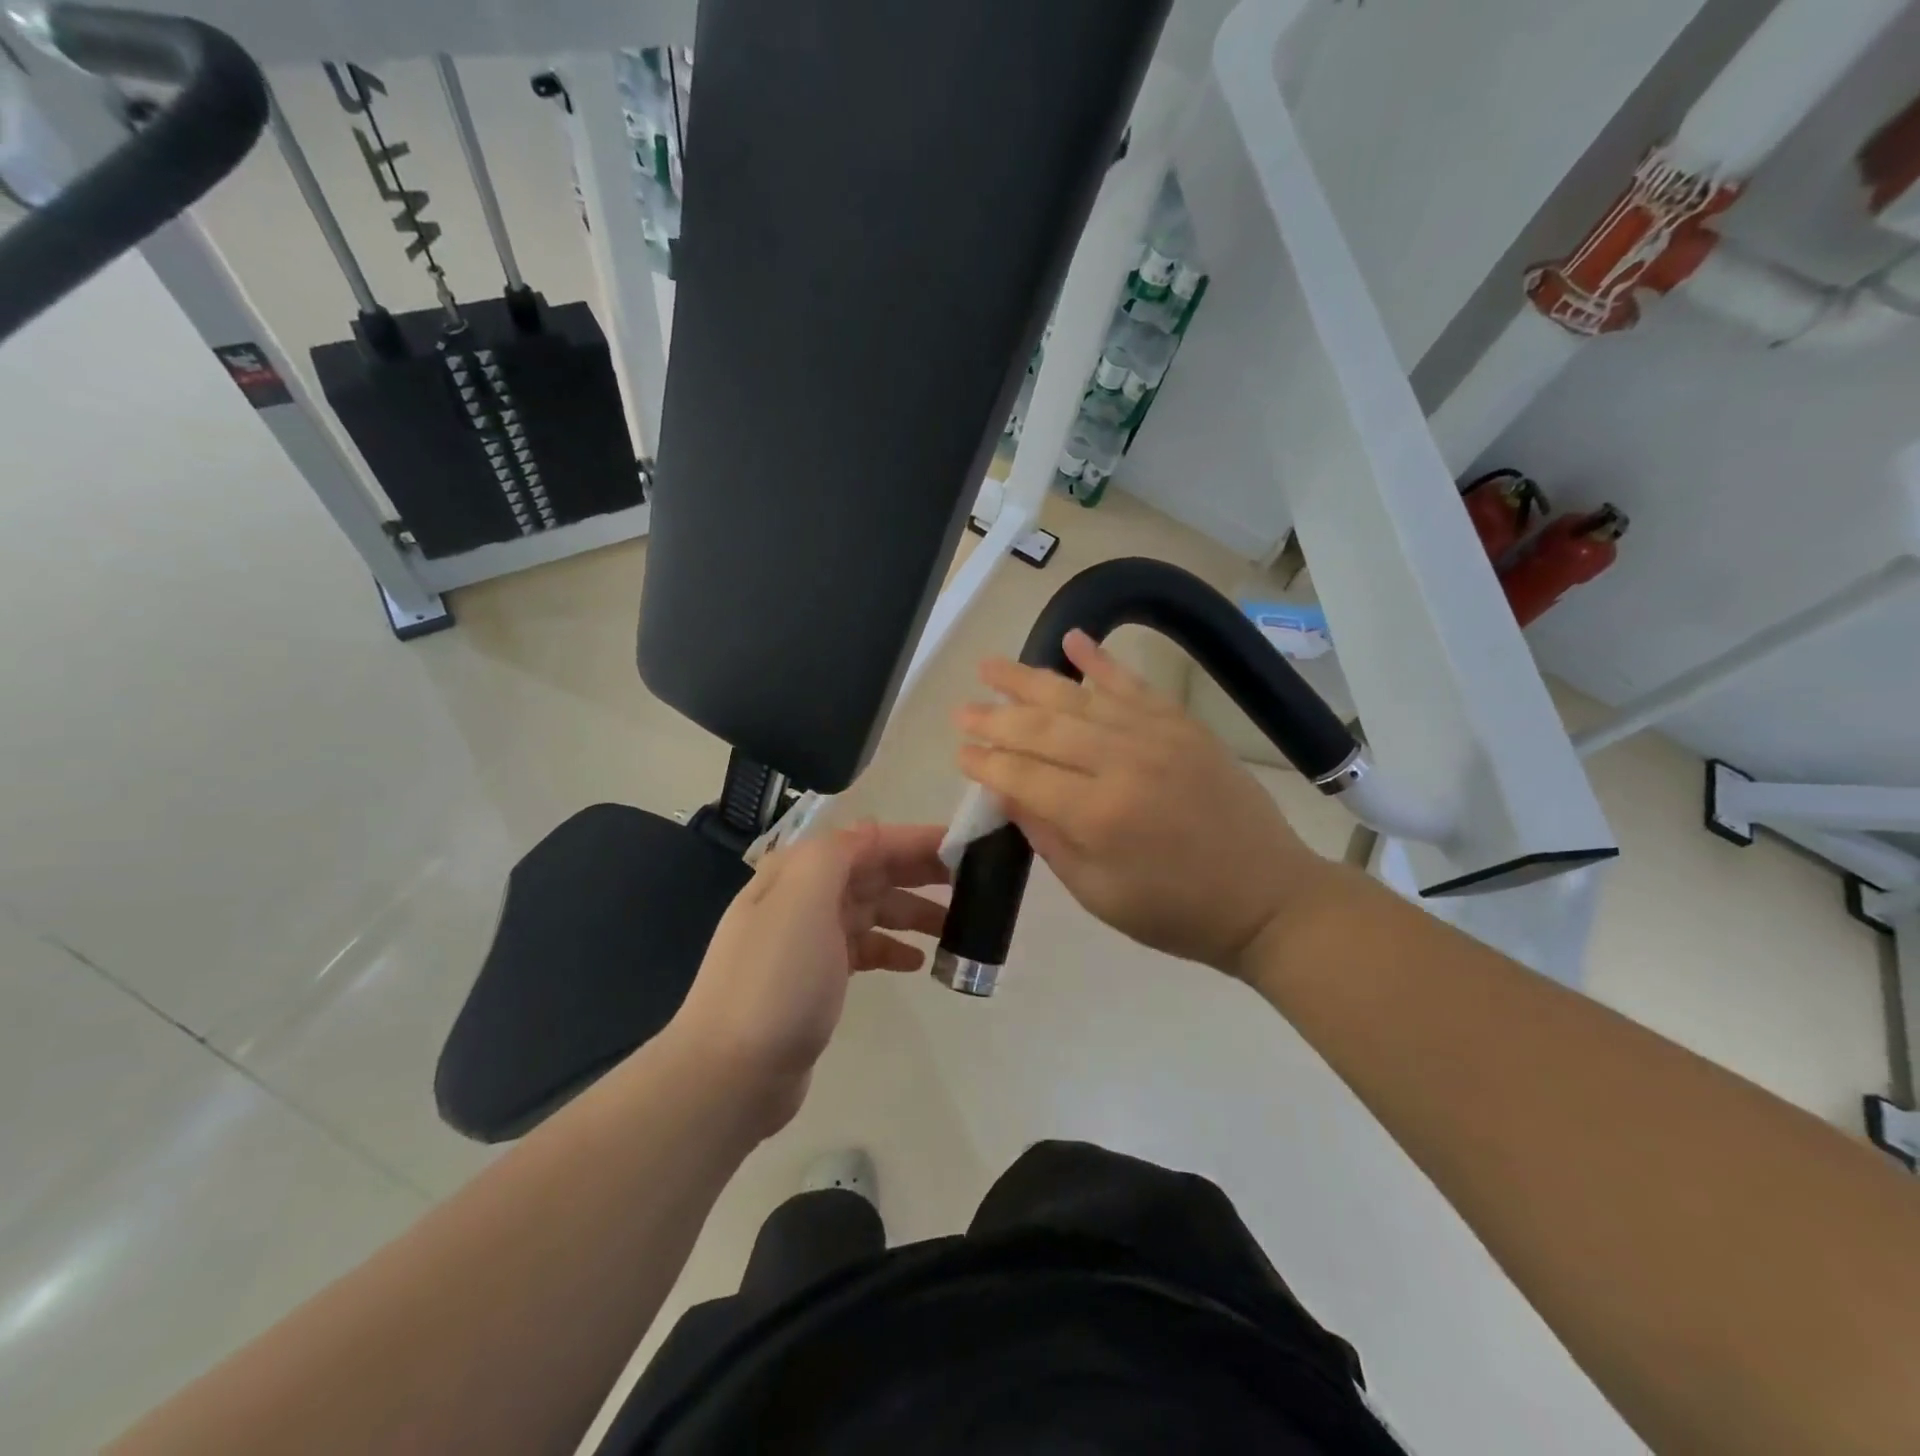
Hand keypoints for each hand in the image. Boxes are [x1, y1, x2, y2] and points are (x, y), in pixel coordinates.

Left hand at [668, 823, 948, 1133]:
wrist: (730, 1072)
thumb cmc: (775, 980)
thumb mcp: (802, 901)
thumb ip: (837, 854)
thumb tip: (872, 830)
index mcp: (799, 871)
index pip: (869, 841)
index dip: (917, 840)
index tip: (967, 846)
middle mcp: (803, 896)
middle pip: (873, 872)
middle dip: (922, 872)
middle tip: (976, 881)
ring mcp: (809, 939)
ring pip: (873, 910)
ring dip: (914, 912)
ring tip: (958, 926)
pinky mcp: (817, 978)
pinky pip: (864, 948)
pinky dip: (891, 948)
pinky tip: (918, 963)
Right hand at [955, 629, 1336, 976]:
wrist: (1268, 897)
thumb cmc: (1175, 912)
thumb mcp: (1098, 893)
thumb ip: (1048, 837)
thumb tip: (1006, 792)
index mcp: (1098, 815)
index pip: (1023, 775)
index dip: (987, 763)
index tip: (960, 751)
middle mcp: (1122, 763)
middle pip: (1043, 729)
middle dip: (995, 718)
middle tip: (961, 709)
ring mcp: (1156, 736)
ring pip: (1079, 697)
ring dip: (1029, 680)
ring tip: (990, 666)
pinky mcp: (1182, 724)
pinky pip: (1133, 683)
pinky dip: (1100, 660)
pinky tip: (1072, 638)